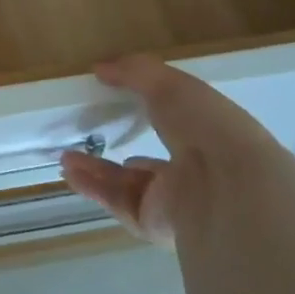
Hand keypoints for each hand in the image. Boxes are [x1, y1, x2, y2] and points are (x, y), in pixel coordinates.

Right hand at [60, 54, 286, 241]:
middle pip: (147, 164)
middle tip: (86, 136)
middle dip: (116, 151)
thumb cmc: (206, 126)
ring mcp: (173, 203)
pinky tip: (70, 173)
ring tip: (66, 155)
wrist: (228, 188)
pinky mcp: (154, 225)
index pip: (176, 129)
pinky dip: (92, 189)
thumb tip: (101, 68)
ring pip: (128, 186)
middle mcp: (193, 173)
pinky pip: (117, 204)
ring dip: (95, 170)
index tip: (118, 104)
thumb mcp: (170, 84)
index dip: (150, 116)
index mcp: (207, 138)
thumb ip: (135, 72)